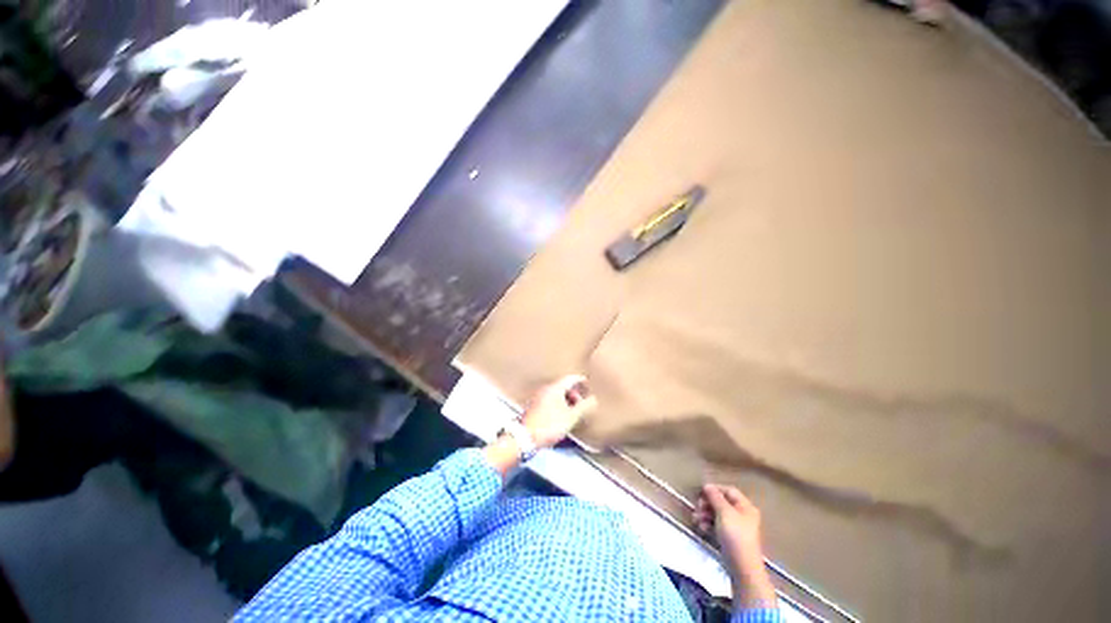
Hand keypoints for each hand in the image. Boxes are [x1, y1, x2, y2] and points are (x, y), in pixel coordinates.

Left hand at [520, 374, 596, 447]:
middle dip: (575, 392)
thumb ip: (583, 407)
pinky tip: (562, 415)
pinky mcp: (534, 406)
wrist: (525, 437)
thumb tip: (594, 399)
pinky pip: (550, 400)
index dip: (581, 381)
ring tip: (574, 411)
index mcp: (555, 388)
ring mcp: (539, 397)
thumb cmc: (549, 425)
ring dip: (567, 399)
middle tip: (583, 402)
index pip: (571, 378)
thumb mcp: (570, 417)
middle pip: (564, 385)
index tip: (589, 385)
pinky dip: (559, 404)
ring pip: (557, 393)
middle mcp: (546, 389)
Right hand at [695, 484, 776, 609]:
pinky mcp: (729, 537)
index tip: (701, 491)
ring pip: (717, 514)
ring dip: (705, 514)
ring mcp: (736, 527)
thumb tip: (707, 485)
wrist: (742, 566)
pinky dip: (708, 524)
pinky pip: (717, 525)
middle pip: (721, 502)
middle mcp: (742, 514)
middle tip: (698, 506)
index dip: (715, 489)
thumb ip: (715, 497)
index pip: (729, 490)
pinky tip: (702, 528)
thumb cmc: (735, 535)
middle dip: (707, 503)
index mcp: (745, 506)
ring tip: (696, 519)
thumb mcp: (724, 512)